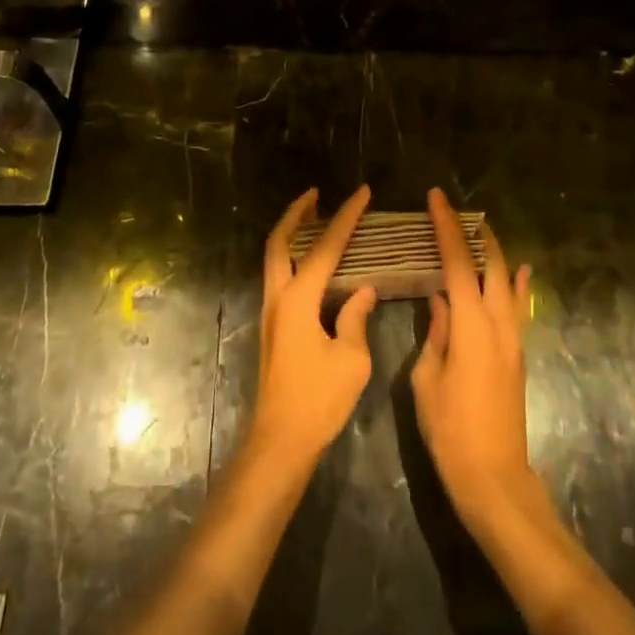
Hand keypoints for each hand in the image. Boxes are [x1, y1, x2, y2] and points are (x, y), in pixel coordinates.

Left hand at [246, 187, 378, 470]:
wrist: (280, 441)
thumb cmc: (318, 401)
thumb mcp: (351, 360)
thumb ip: (356, 317)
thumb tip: (364, 290)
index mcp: (299, 299)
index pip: (326, 247)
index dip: (346, 217)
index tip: (362, 193)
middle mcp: (278, 297)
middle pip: (280, 241)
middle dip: (297, 213)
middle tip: (316, 193)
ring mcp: (271, 312)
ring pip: (275, 258)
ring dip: (293, 233)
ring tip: (316, 218)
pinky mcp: (273, 327)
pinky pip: (281, 276)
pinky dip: (295, 257)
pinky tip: (315, 264)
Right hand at [411, 188, 536, 529]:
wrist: (493, 478)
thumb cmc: (450, 430)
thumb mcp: (427, 379)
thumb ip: (437, 334)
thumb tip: (441, 301)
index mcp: (472, 325)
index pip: (458, 262)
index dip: (447, 227)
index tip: (436, 198)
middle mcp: (499, 324)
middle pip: (492, 264)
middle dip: (475, 233)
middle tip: (455, 210)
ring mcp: (514, 339)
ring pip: (509, 283)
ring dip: (495, 254)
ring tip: (481, 232)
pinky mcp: (518, 355)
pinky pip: (518, 307)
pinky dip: (516, 284)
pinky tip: (518, 272)